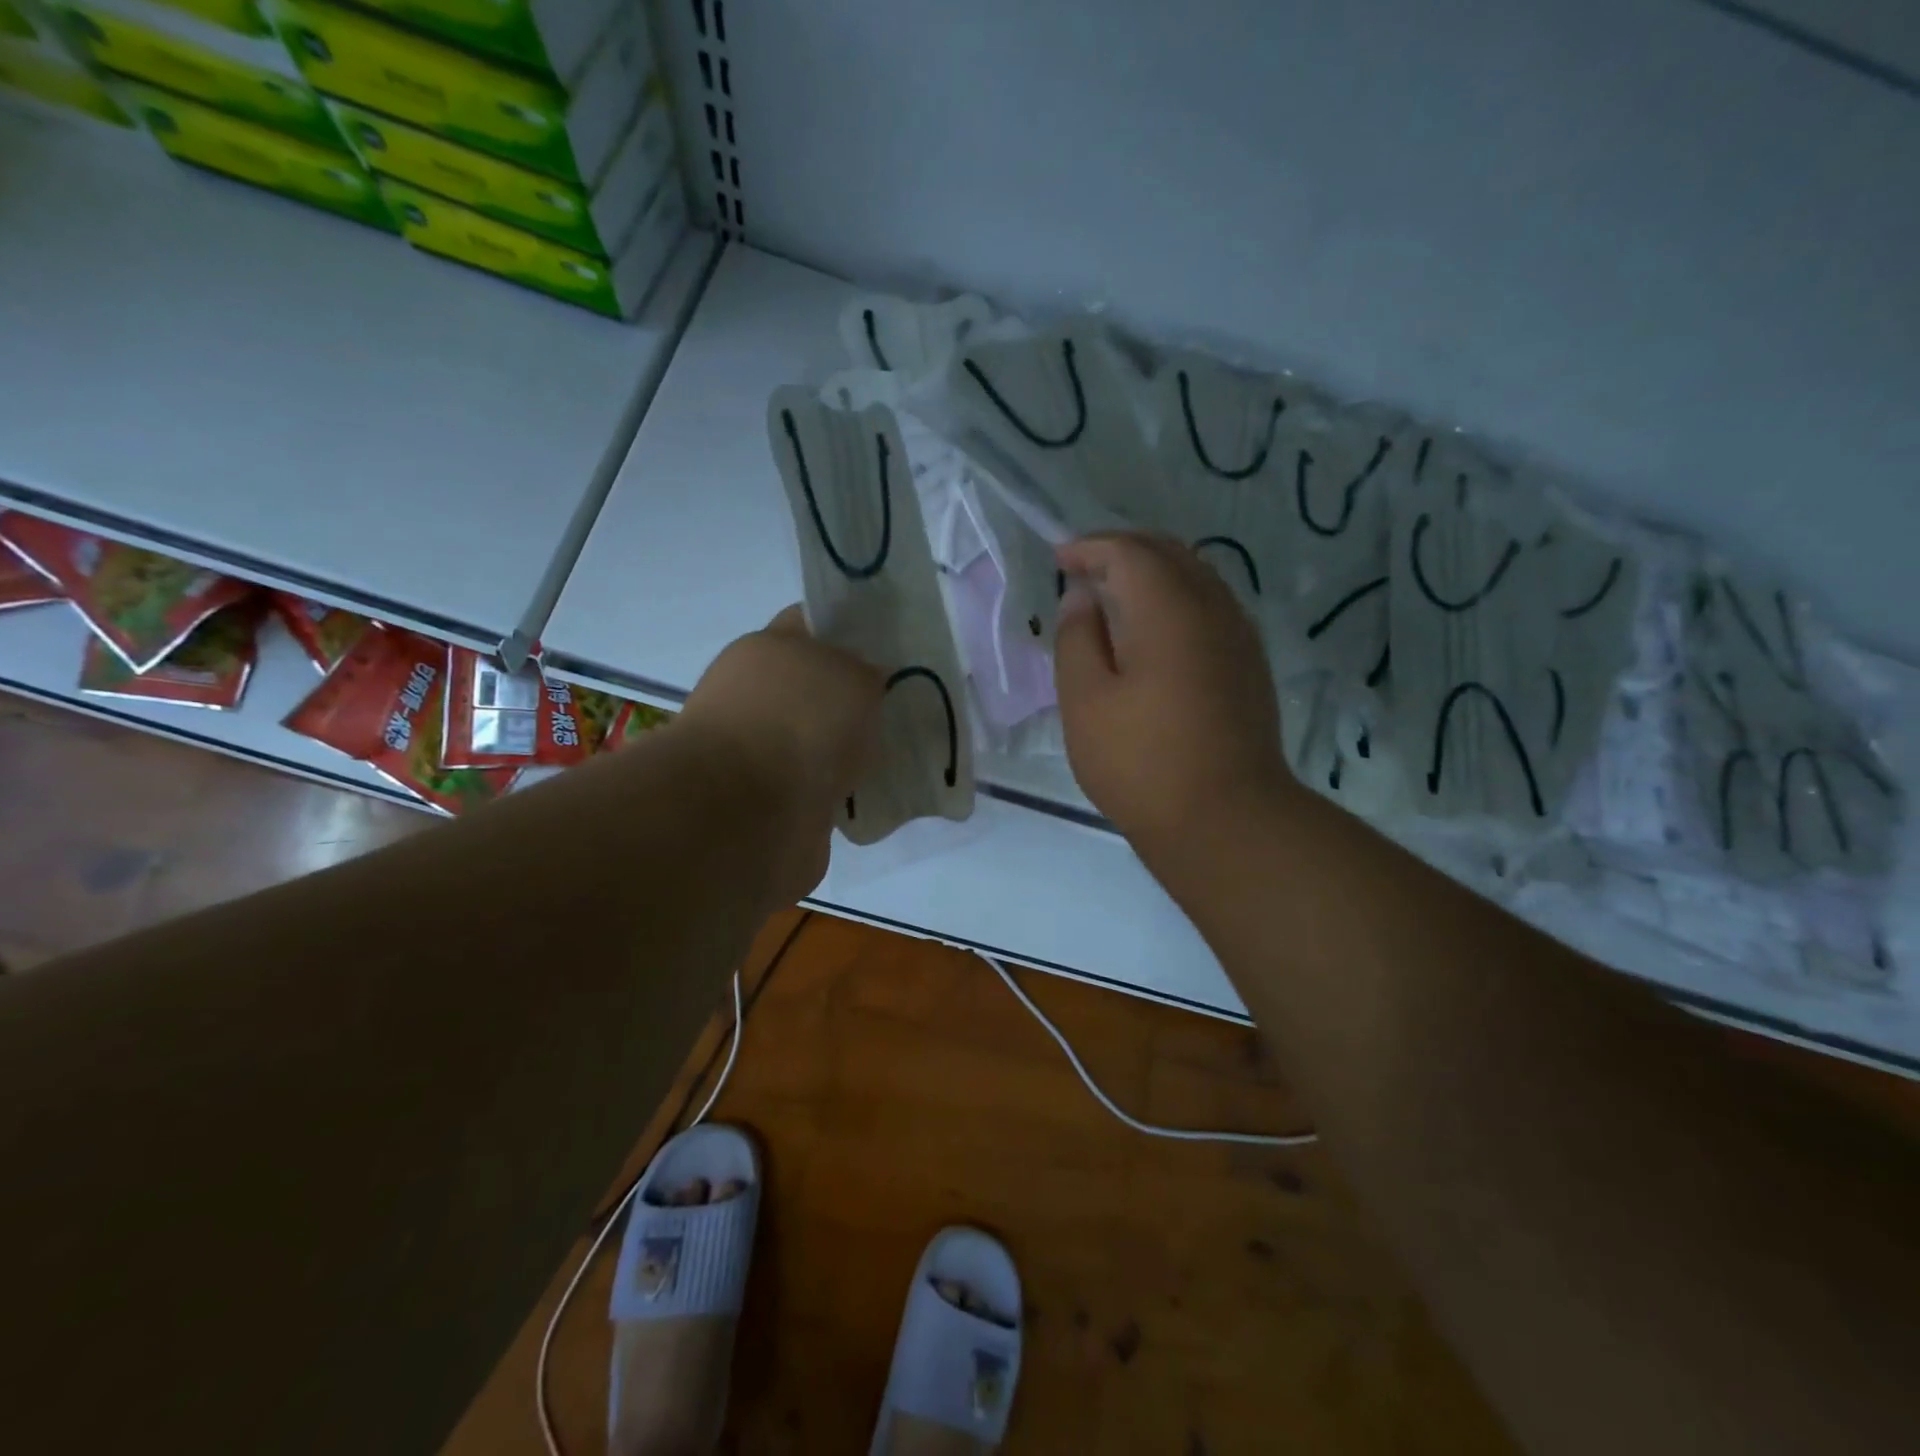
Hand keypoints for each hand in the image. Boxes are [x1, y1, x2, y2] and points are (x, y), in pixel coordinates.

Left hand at [678, 606, 881, 903]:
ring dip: (846, 748)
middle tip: (902, 707)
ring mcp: (756, 749)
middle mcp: (755, 694)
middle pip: (815, 686)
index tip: (889, 650)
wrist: (751, 813)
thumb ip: (866, 673)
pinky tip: (868, 794)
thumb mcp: (854, 676)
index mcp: (767, 648)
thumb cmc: (802, 722)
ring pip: (816, 739)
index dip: (850, 632)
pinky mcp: (766, 800)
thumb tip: (866, 683)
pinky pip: (815, 786)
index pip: (812, 624)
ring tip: (892, 755)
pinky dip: (838, 791)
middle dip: (854, 698)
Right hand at [1053, 532, 1295, 859]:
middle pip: (1169, 553)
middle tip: (1084, 569)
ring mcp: (1239, 636)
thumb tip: (1082, 597)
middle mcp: (1213, 607)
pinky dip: (1177, 599)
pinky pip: (1211, 606)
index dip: (1090, 547)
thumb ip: (1078, 638)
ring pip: (1196, 577)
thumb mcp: (1086, 701)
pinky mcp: (1249, 664)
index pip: (1129, 551)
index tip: (1059, 559)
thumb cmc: (1141, 762)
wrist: (1226, 819)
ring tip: (1115, 596)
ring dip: (1153, 573)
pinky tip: (1155, 631)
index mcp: (1168, 609)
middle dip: (1123, 551)